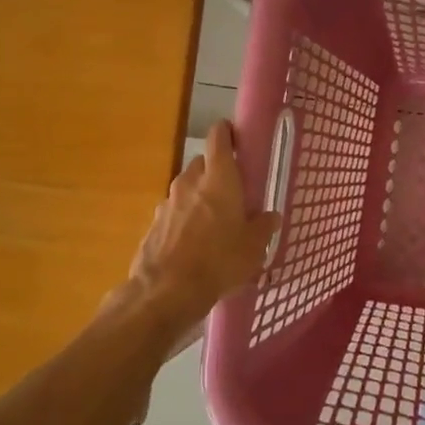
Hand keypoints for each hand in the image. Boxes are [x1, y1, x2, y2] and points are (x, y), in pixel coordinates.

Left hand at [125, 121, 280, 335]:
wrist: (165, 292)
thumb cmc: (219, 261)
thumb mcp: (254, 247)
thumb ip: (264, 226)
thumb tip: (270, 216)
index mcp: (219, 179)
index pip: (219, 137)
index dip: (227, 132)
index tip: (237, 139)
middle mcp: (190, 183)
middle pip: (202, 164)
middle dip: (216, 172)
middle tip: (234, 192)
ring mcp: (167, 203)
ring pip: (187, 189)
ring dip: (199, 198)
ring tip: (215, 223)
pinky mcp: (154, 225)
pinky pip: (174, 214)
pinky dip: (185, 221)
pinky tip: (194, 245)